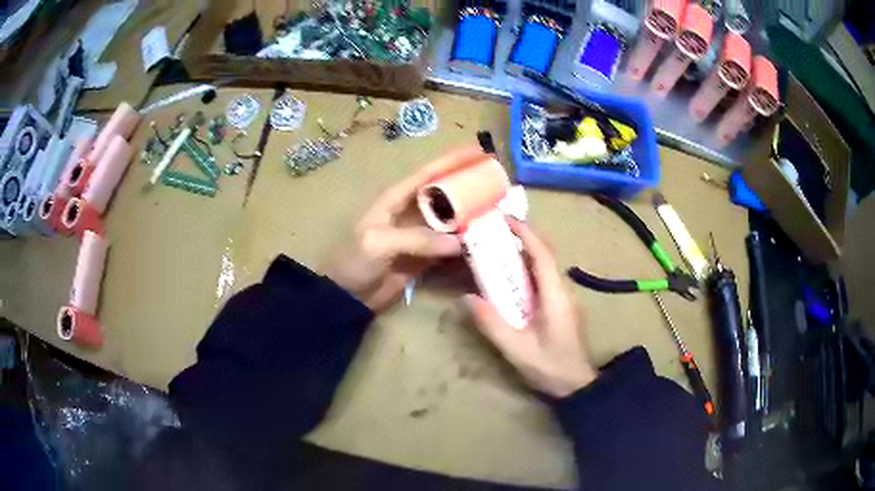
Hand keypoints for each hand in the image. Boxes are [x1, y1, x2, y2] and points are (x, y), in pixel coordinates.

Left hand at [323, 146, 487, 311]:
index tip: (479, 151)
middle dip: (469, 186)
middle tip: (498, 183)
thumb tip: (459, 242)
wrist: (347, 296)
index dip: (453, 160)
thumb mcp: (379, 243)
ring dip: (472, 215)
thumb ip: (417, 239)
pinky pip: (450, 245)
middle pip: (445, 194)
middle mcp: (411, 212)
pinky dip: (466, 243)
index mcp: (396, 199)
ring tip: (500, 210)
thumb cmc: (354, 261)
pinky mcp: (425, 256)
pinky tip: (485, 241)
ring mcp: (419, 235)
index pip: (428, 173)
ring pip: (451, 220)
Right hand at [463, 221, 596, 397]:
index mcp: (555, 295)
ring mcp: (564, 296)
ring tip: (496, 246)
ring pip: (545, 264)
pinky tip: (510, 275)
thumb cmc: (550, 367)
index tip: (503, 217)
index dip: (524, 232)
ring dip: (524, 250)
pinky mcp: (561, 304)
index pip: (542, 253)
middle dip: (521, 236)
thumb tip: (466, 298)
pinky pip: (544, 277)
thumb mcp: (517, 349)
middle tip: (493, 229)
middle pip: (544, 253)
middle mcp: (563, 289)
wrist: (577, 385)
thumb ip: (492, 324)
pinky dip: (527, 267)